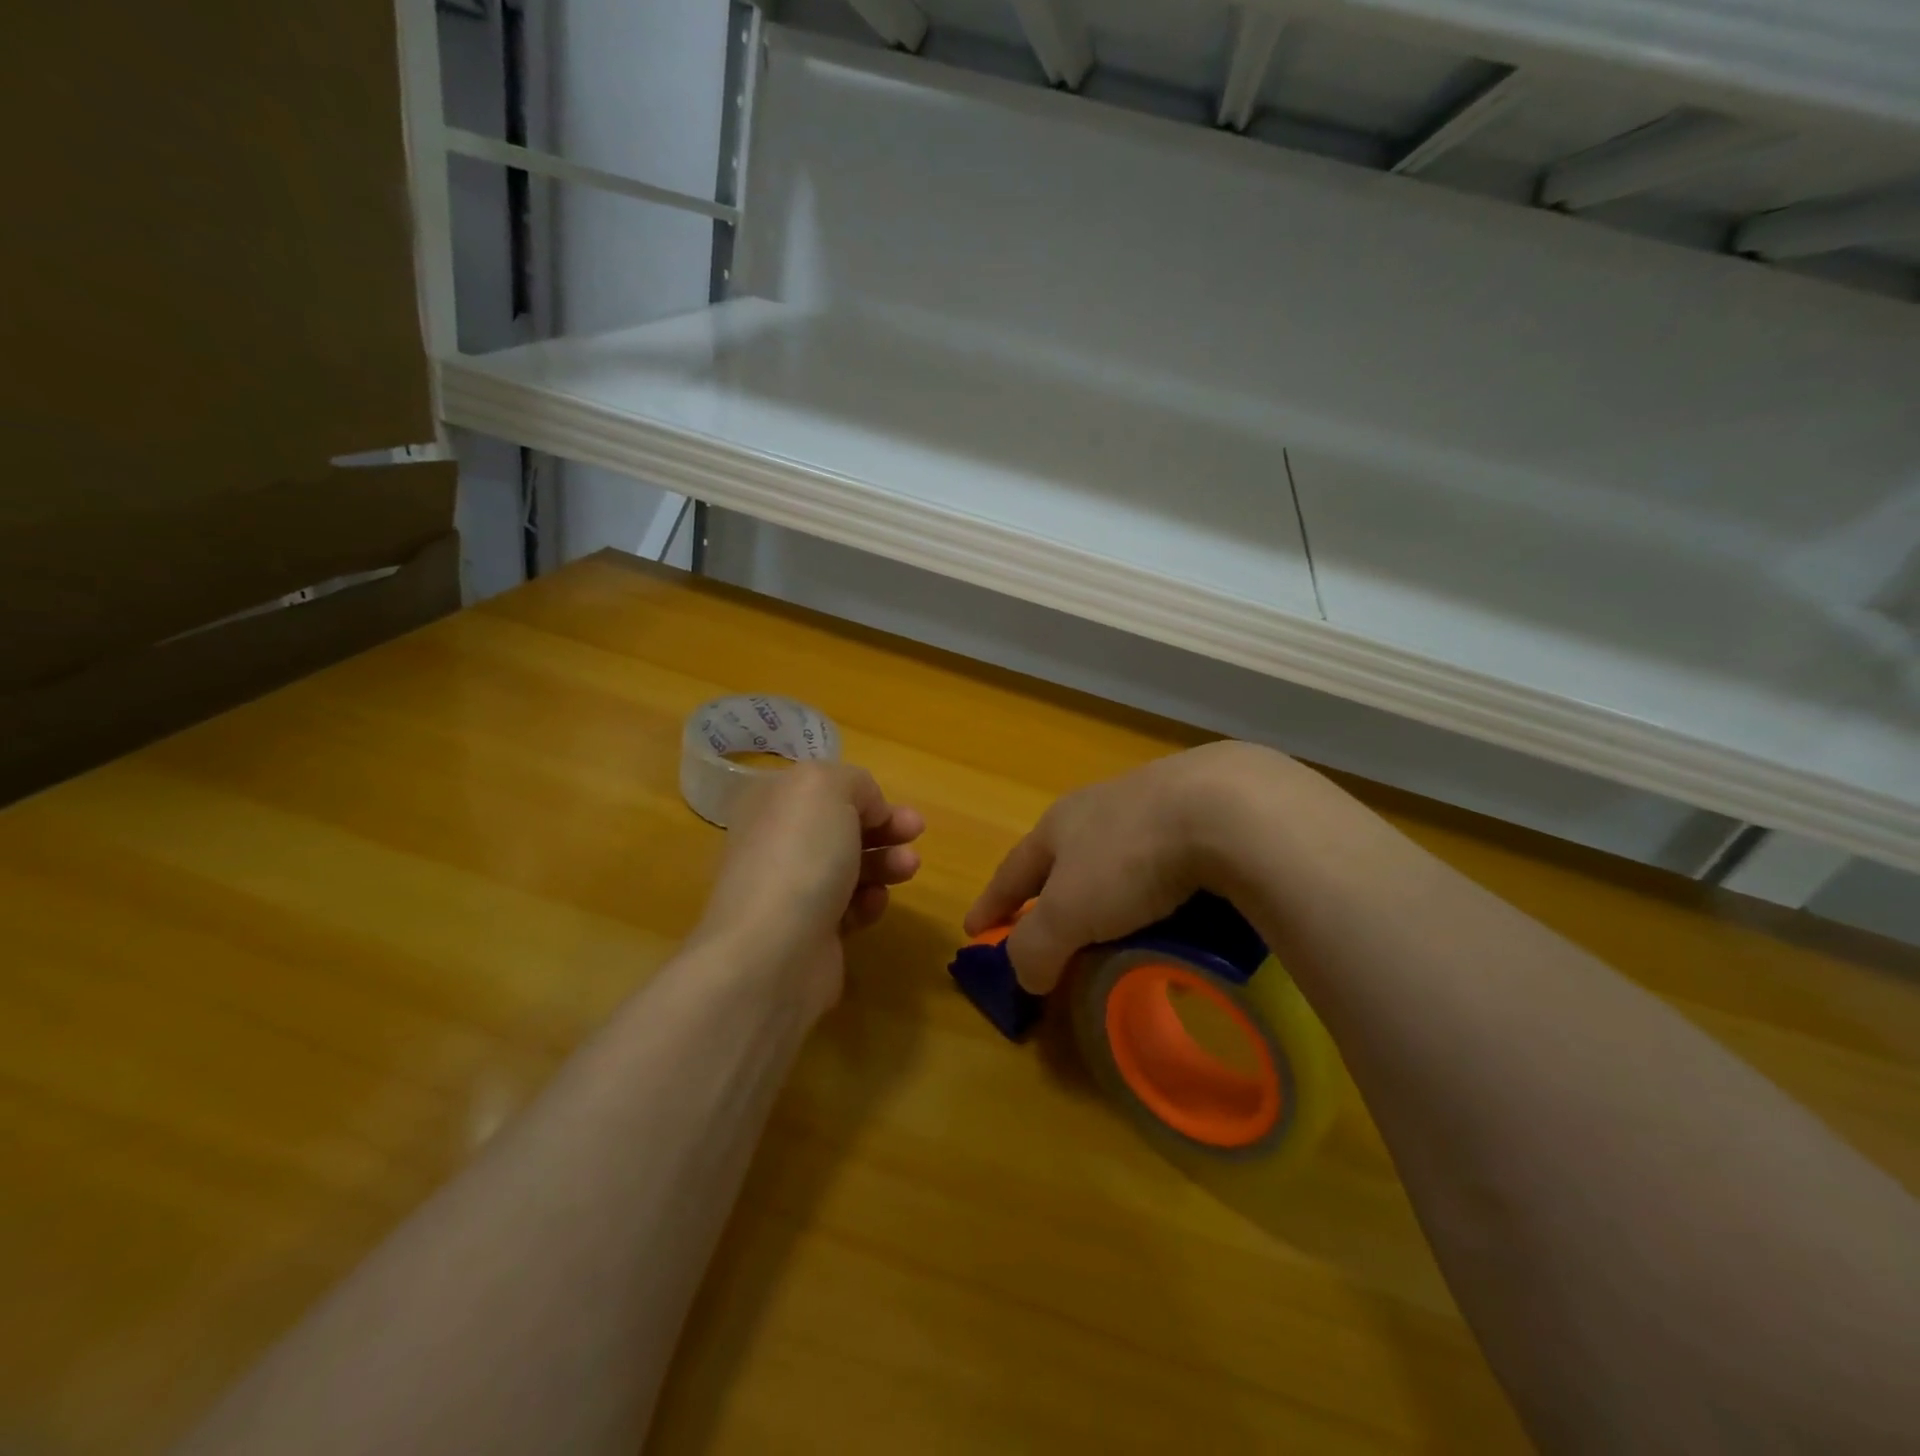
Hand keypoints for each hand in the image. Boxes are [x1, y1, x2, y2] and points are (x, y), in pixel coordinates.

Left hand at [694, 762, 924, 1011]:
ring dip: (885, 863)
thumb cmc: (800, 856)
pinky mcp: (809, 932)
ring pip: (850, 866)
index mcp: (770, 802)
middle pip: (840, 827)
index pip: (822, 788)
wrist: (774, 952)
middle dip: (883, 827)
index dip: (862, 793)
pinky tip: (873, 904)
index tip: (893, 806)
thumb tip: (867, 809)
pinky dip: (868, 902)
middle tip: (916, 832)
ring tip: (908, 868)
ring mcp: (790, 890)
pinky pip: (849, 908)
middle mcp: (776, 842)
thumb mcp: (827, 788)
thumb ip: (853, 782)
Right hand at [964, 741, 1297, 993]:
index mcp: (1059, 825)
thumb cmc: (1129, 858)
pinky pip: (1165, 853)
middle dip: (1051, 890)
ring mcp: (1152, 801)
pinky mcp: (1202, 807)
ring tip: (1116, 919)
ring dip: (1107, 886)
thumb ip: (1036, 946)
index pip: (1013, 871)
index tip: (973, 929)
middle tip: (1048, 926)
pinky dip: (1157, 881)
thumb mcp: (1069, 912)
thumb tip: (1024, 975)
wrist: (1225, 806)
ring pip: (1116, 851)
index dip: (992, 902)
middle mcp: (1099, 807)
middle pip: (1063, 855)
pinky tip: (1175, 900)